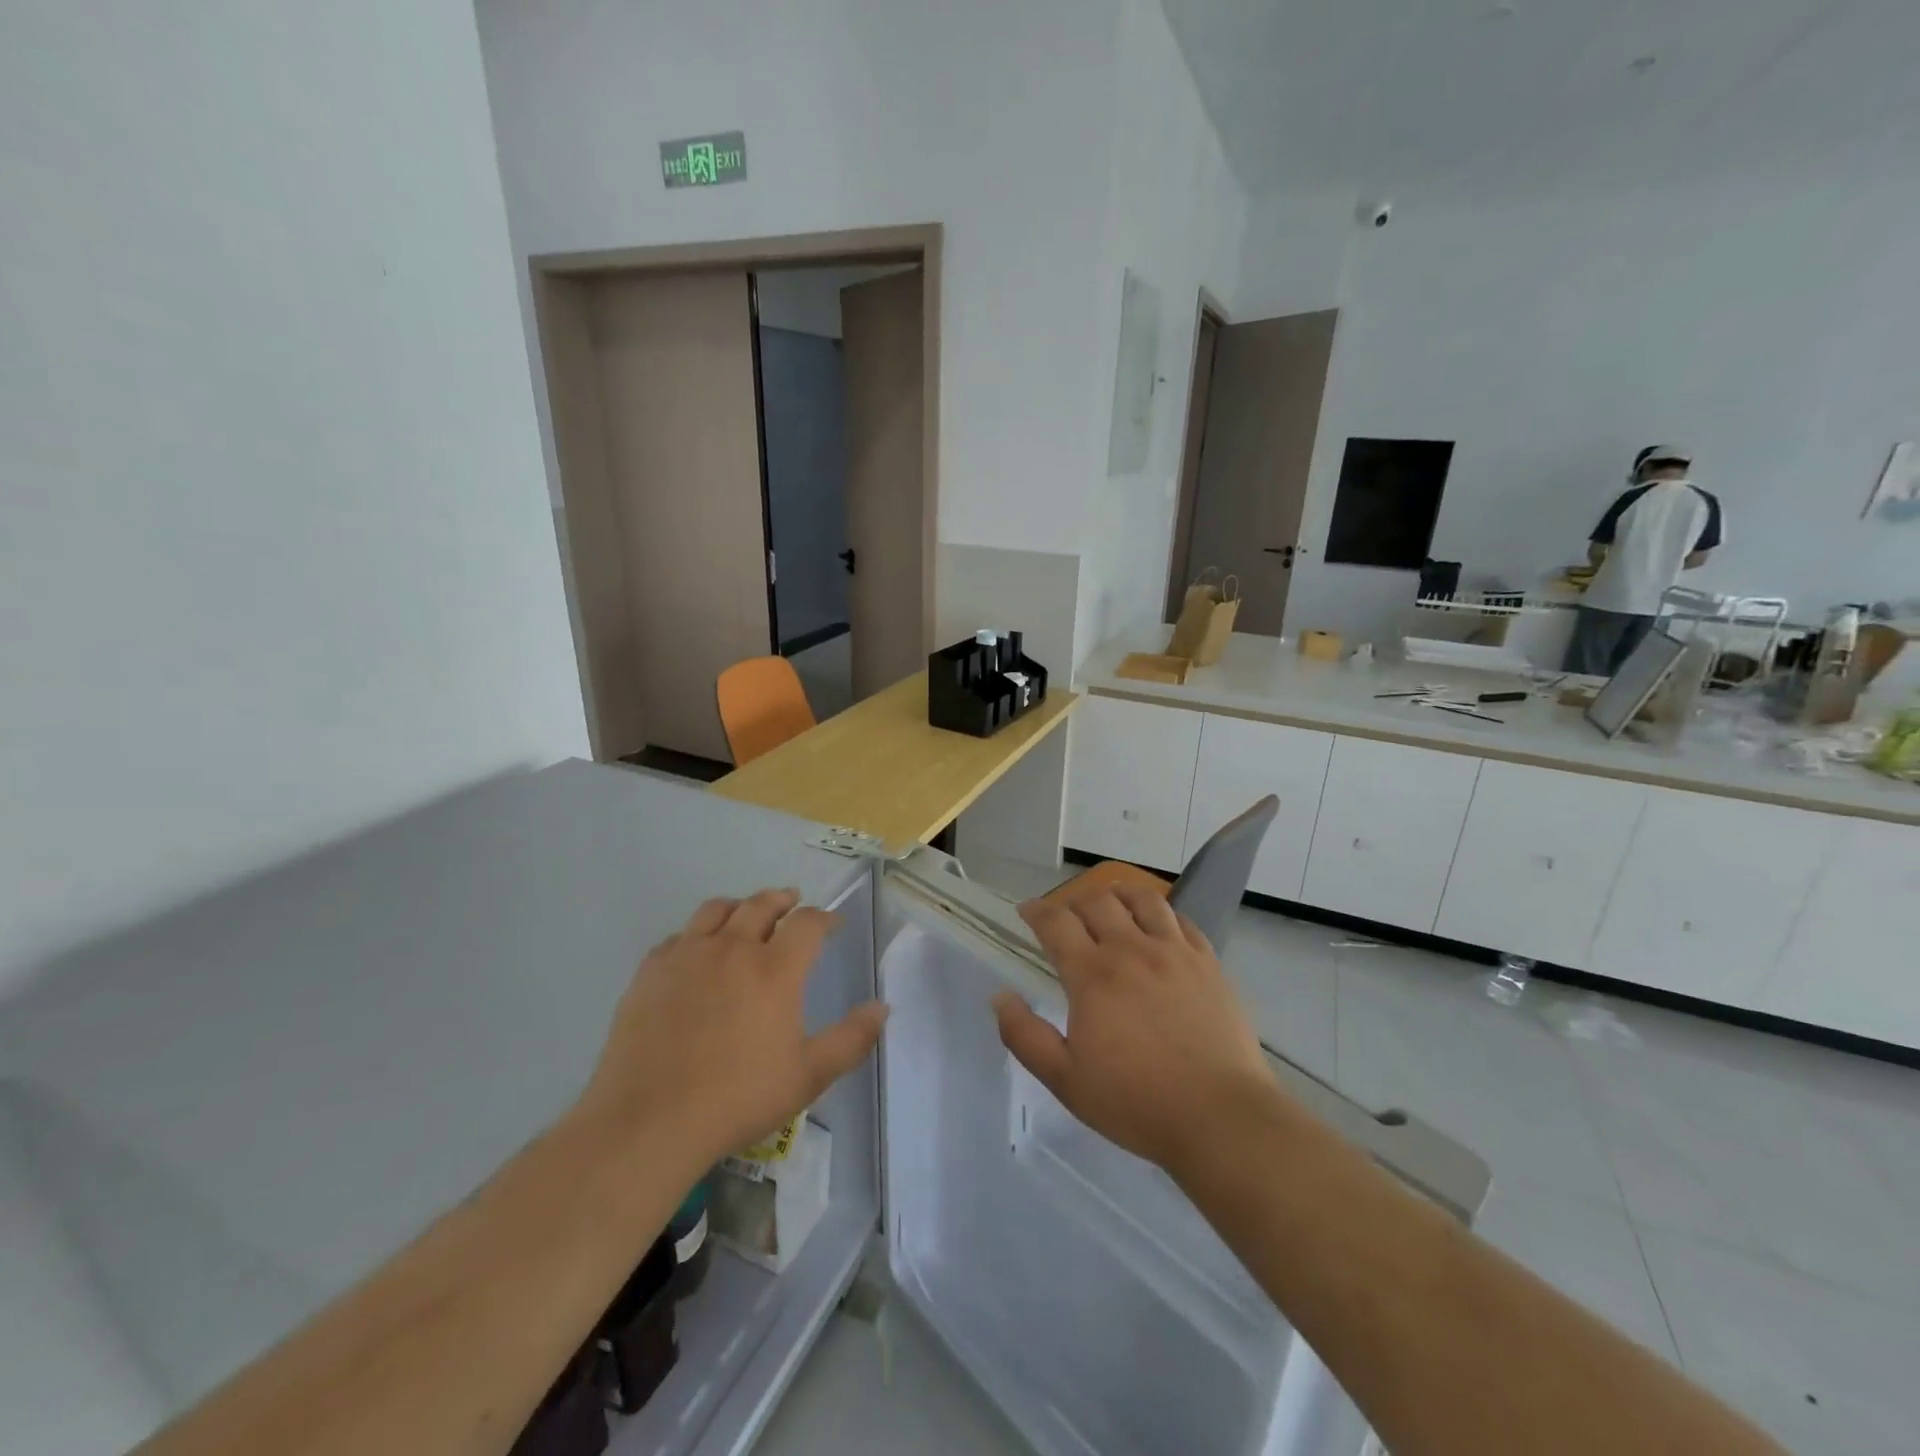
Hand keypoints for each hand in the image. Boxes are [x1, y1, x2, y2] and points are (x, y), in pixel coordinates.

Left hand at [579, 889, 887, 1172]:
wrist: (649, 1122)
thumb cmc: (737, 1098)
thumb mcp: (808, 1076)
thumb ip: (851, 1039)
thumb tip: (882, 1008)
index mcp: (774, 969)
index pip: (807, 923)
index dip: (824, 917)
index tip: (832, 923)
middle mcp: (732, 948)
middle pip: (761, 905)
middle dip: (783, 900)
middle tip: (792, 902)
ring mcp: (687, 956)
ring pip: (716, 910)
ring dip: (739, 906)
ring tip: (745, 914)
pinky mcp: (650, 972)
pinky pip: (678, 936)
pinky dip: (697, 934)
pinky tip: (697, 951)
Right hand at [994, 884, 1276, 1175]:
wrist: (1220, 1117)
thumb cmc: (1136, 1102)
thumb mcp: (1065, 1080)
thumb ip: (1024, 1035)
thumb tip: (1000, 997)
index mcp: (1093, 975)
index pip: (1056, 922)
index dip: (1036, 910)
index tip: (1027, 911)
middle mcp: (1132, 950)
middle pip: (1098, 901)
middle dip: (1074, 901)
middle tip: (1066, 916)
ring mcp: (1175, 953)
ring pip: (1143, 899)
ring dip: (1119, 895)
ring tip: (1111, 906)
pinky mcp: (1208, 964)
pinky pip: (1181, 920)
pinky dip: (1161, 914)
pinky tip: (1158, 927)